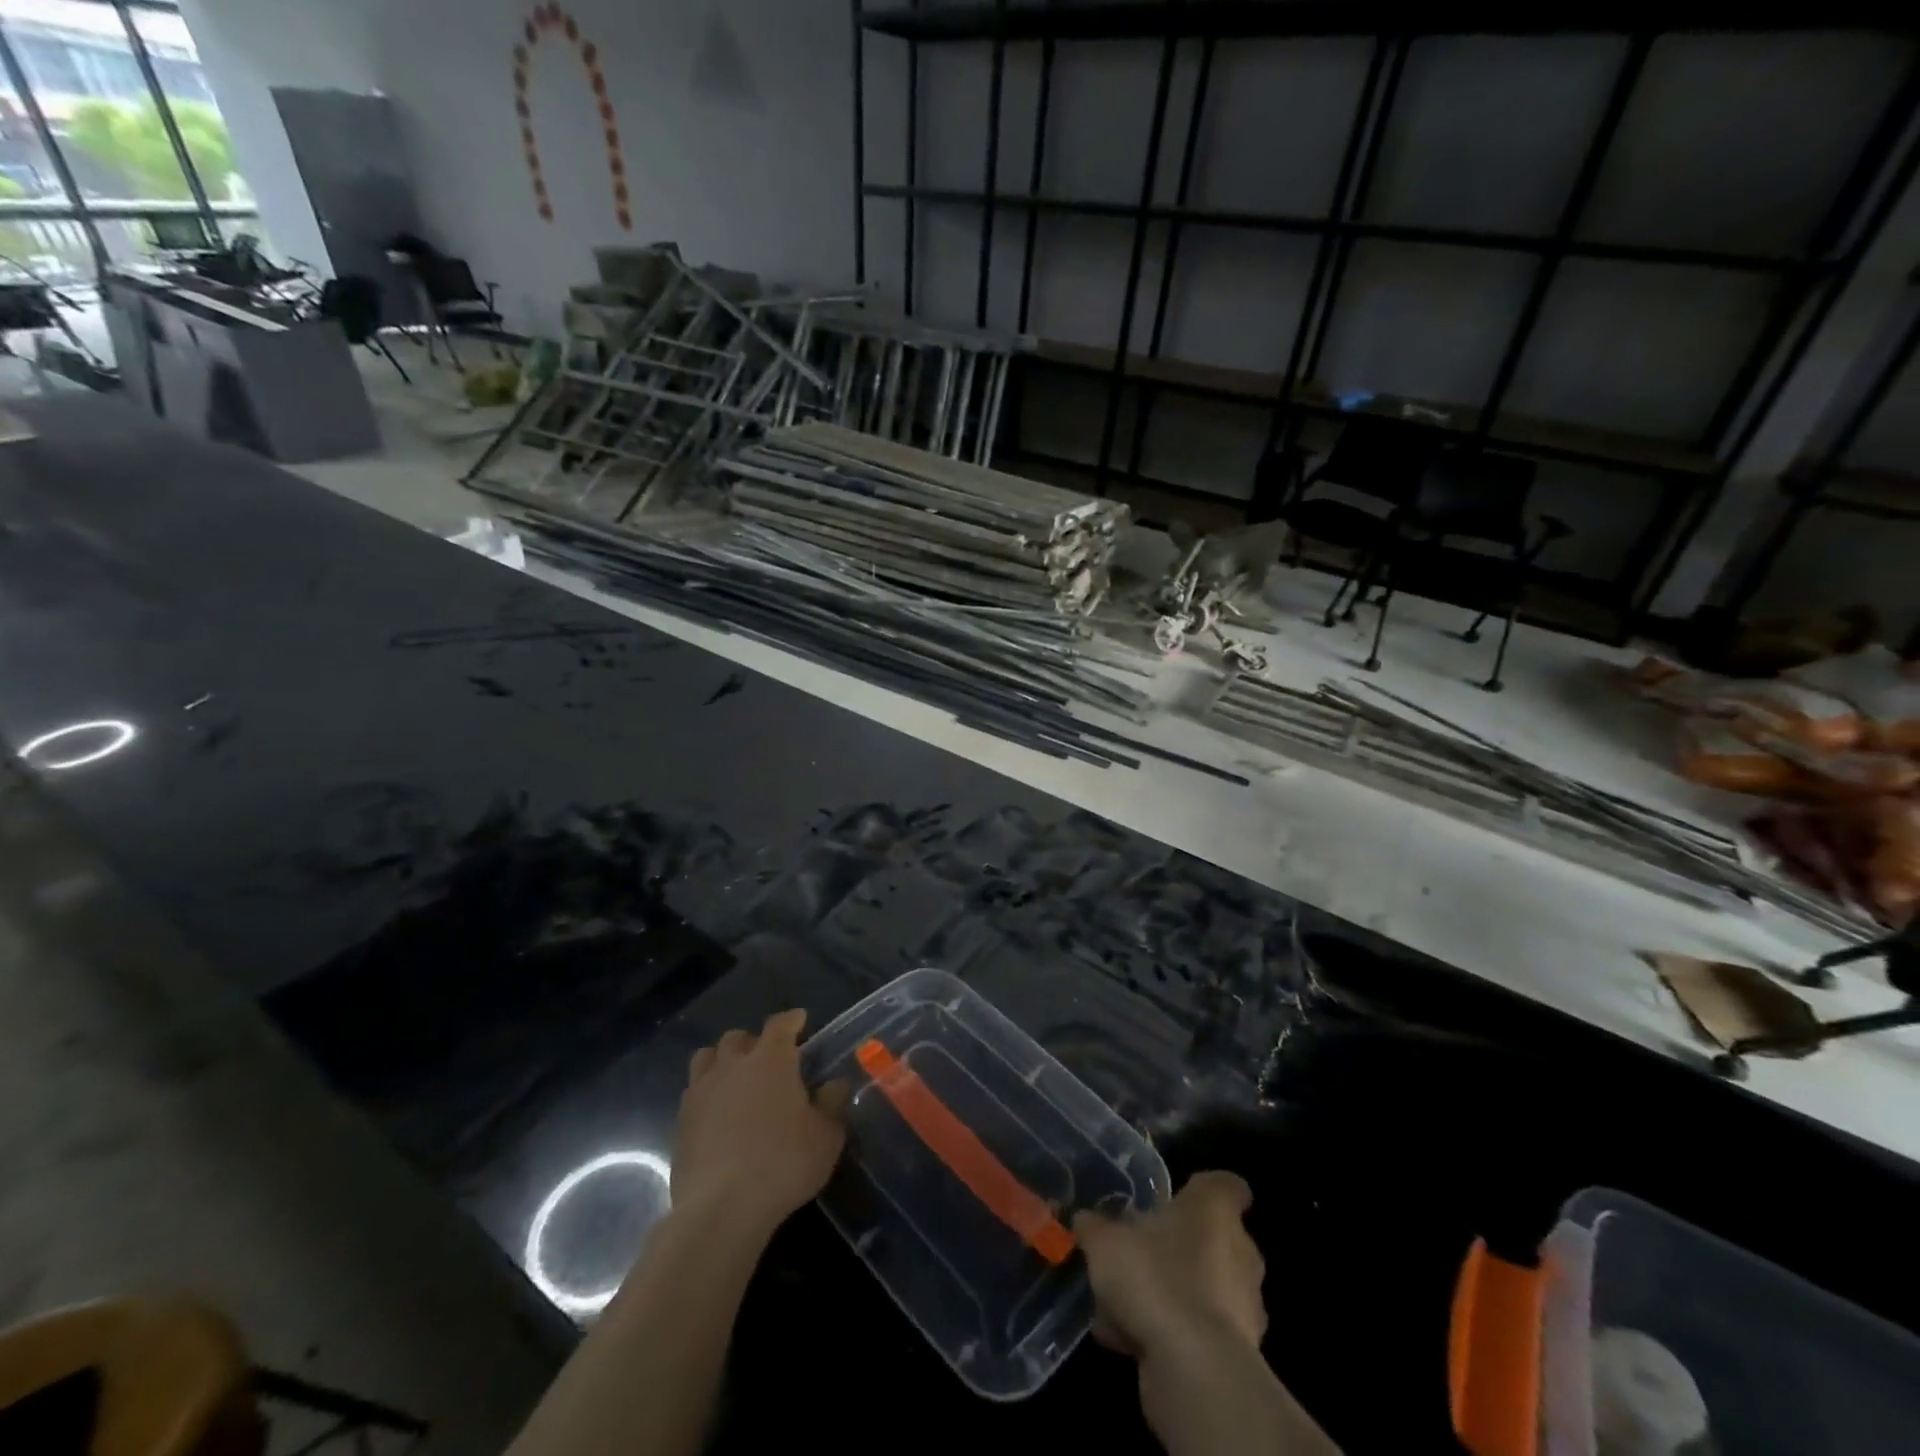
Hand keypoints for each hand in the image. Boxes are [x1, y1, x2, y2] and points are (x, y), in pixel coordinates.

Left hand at [672, 1009, 847, 1238]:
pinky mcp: (680, 1122)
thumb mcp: (826, 1137)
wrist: (721, 1208)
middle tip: (767, 1061)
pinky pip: (693, 1093)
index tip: (800, 1021)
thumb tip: (835, 1085)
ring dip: (722, 1062)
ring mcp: (701, 1091)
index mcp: (771, 1059)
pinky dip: (707, 1095)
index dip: (792, 1020)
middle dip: (753, 1042)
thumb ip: (832, 1105)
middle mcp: (733, 1065)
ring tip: (735, 1081)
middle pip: (737, 1038)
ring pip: (707, 1058)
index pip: (781, 1024)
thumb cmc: (783, 1163)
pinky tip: (718, 1116)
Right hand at [1073, 1170, 1266, 1362]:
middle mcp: (1240, 1253)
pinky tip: (1124, 1340)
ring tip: (1119, 1305)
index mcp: (1216, 1212)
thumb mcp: (1105, 1242)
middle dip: (1176, 1247)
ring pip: (1202, 1288)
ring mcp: (1243, 1308)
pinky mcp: (1236, 1355)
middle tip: (1137, 1254)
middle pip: (1212, 1240)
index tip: (1178, 1197)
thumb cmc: (1155, 1278)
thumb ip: (1094, 1227)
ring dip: (1169, 1294)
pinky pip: (1196, 1331)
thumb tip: (1084, 1219)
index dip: (1203, 1190)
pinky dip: (1168, 1333)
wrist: (1195, 1371)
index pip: (1227, 1186)